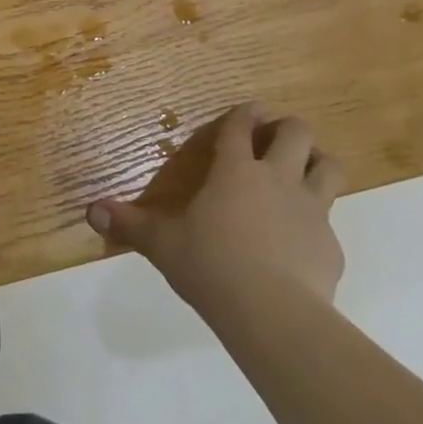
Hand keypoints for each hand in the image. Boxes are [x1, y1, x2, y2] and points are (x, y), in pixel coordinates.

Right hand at [87, 105, 344, 313]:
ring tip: (303, 173)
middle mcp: (277, 179)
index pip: (240, 127)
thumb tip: (91, 211)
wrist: (272, 314)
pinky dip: (317, 224)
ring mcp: (311, 209)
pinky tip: (302, 244)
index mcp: (235, 172)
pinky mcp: (331, 245)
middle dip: (288, 128)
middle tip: (275, 139)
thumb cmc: (211, 266)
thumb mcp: (162, 245)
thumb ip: (129, 225)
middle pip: (297, 132)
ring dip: (317, 162)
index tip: (249, 109)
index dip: (244, 114)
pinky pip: (330, 222)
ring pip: (329, 166)